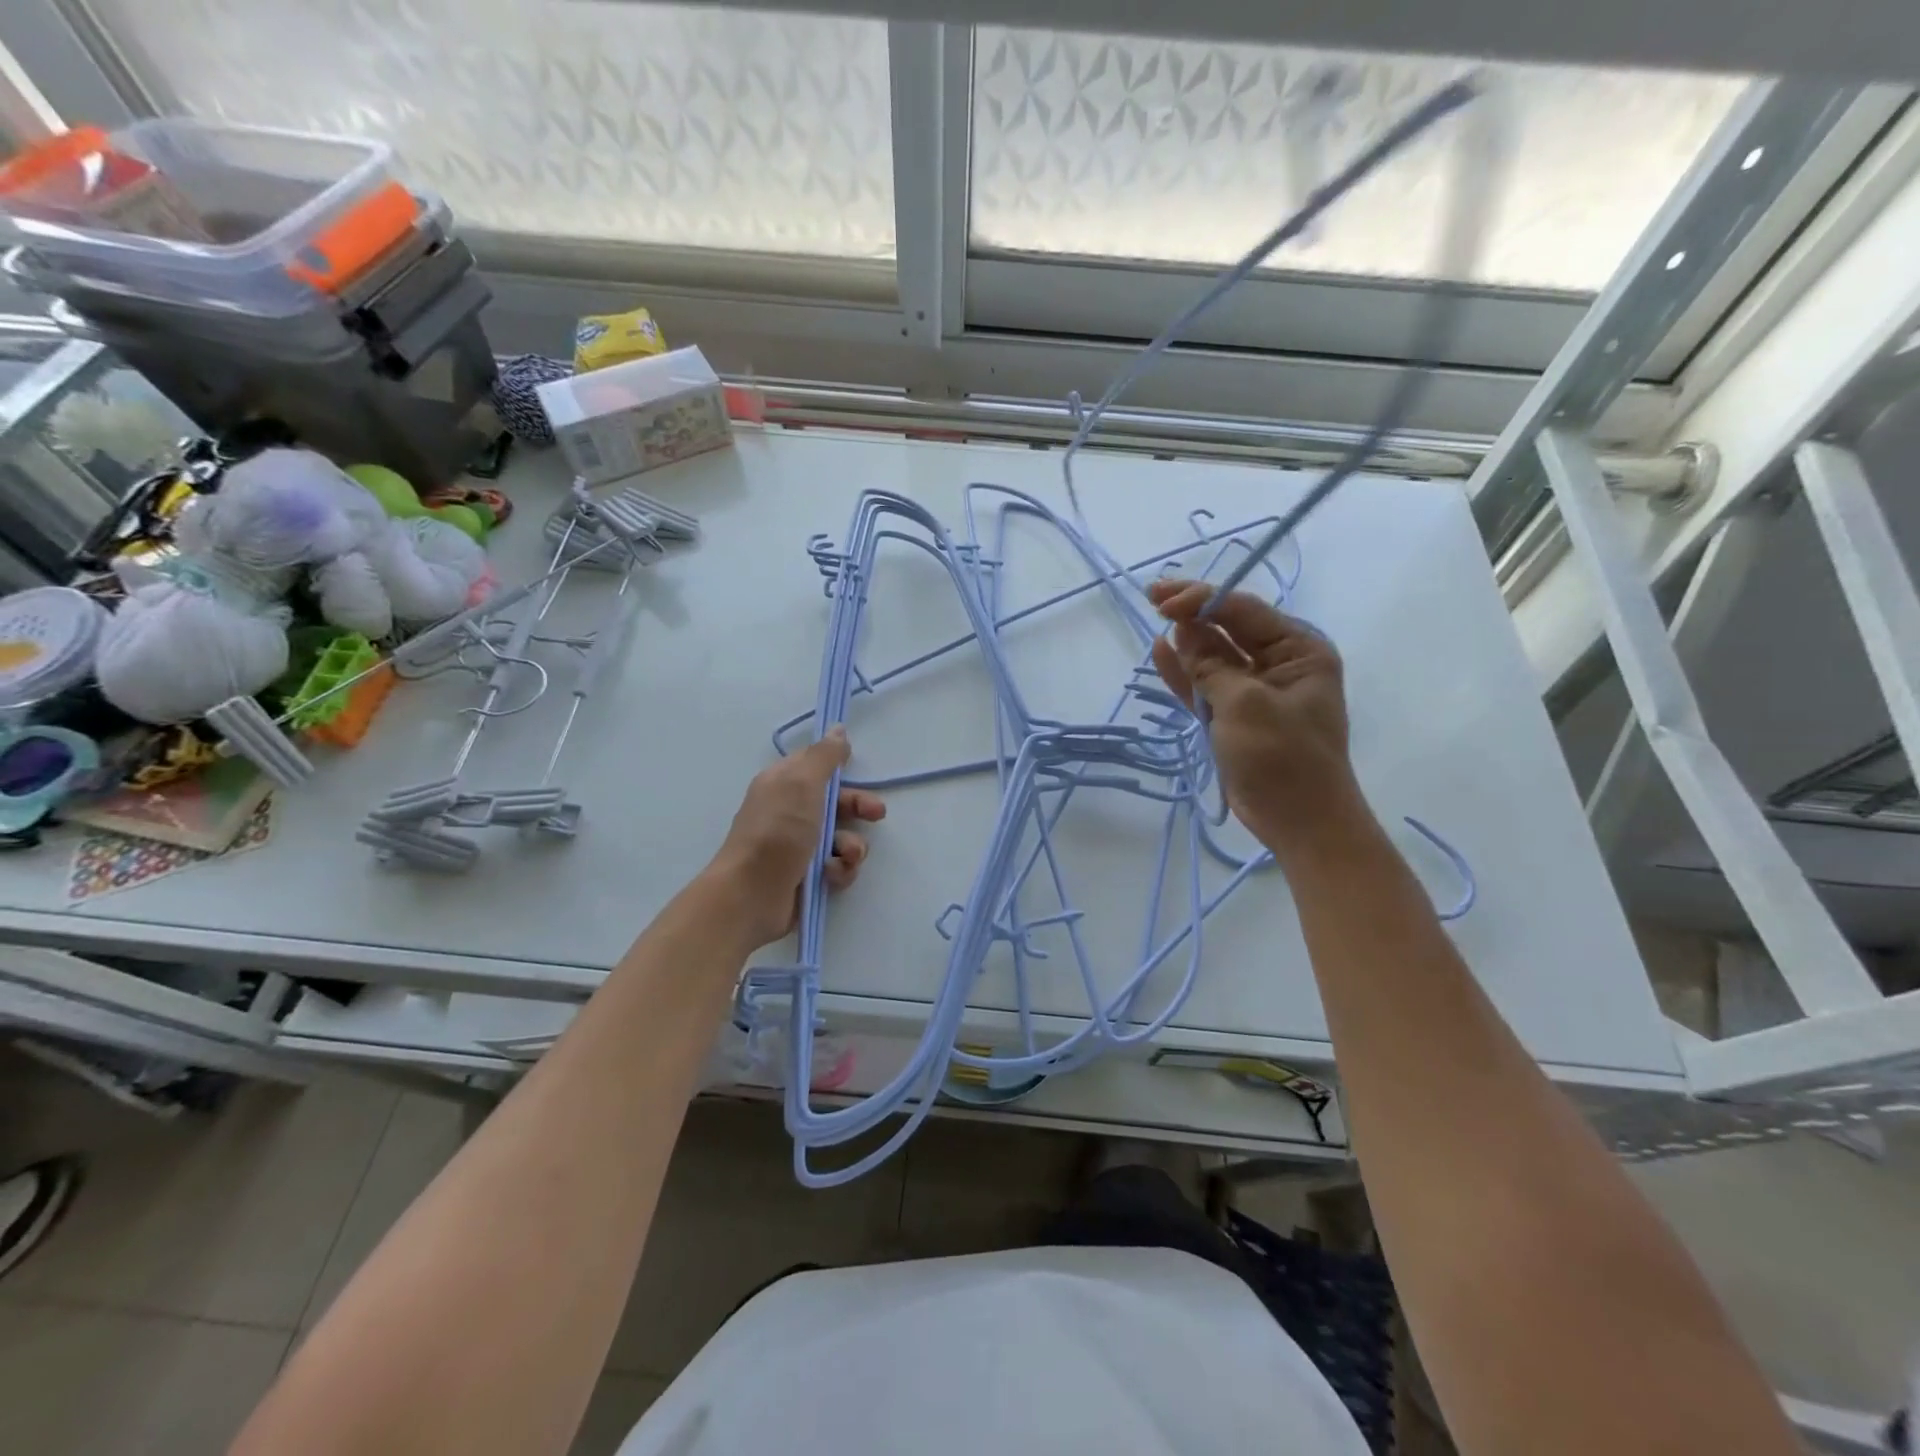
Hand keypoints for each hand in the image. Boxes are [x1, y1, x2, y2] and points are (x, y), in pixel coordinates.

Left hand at [708, 726, 886, 948]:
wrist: (751, 895)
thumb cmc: (777, 831)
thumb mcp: (802, 783)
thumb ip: (824, 756)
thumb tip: (837, 729)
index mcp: (782, 784)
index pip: (815, 766)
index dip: (838, 767)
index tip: (856, 766)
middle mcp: (789, 812)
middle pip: (836, 802)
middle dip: (859, 808)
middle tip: (876, 815)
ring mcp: (798, 846)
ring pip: (843, 837)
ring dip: (852, 846)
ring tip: (846, 856)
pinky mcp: (807, 876)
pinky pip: (837, 866)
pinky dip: (839, 870)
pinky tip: (831, 875)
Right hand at [1148, 579, 1364, 860]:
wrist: (1298, 821)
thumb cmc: (1283, 758)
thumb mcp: (1245, 705)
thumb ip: (1211, 667)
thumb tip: (1182, 634)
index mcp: (1299, 651)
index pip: (1244, 611)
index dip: (1203, 599)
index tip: (1164, 599)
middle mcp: (1279, 664)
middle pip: (1228, 628)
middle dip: (1193, 612)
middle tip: (1152, 595)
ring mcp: (1254, 691)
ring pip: (1213, 655)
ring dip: (1187, 638)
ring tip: (1155, 614)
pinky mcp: (1234, 716)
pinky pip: (1205, 685)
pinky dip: (1184, 671)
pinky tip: (1160, 651)